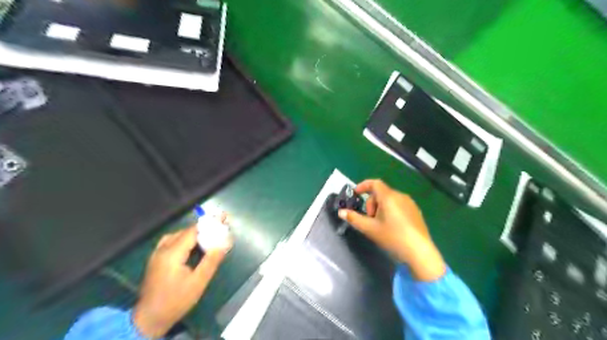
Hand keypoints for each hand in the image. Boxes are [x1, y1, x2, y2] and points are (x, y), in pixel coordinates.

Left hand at [133, 216, 232, 337]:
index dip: (209, 224)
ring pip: (177, 235)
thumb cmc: (176, 301)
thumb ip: (211, 261)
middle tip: (219, 226)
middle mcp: (162, 249)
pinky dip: (184, 238)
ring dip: (194, 233)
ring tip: (209, 234)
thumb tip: (224, 243)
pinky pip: (170, 241)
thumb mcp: (198, 283)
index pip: (193, 231)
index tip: (223, 218)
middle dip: (204, 228)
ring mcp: (156, 254)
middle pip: (186, 231)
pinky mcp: (155, 259)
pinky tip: (191, 245)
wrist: (149, 319)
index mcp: (172, 253)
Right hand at [340, 181, 443, 281]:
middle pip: (381, 193)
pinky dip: (391, 210)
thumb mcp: (370, 229)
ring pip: (390, 199)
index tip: (356, 194)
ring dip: (380, 207)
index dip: (363, 186)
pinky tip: (392, 227)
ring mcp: (410, 203)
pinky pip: (399, 205)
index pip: (374, 183)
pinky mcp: (416, 212)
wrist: (419, 252)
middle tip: (369, 219)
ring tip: (380, 225)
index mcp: (388, 197)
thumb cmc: (392, 237)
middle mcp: (400, 196)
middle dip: (371, 203)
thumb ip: (354, 218)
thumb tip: (341, 212)